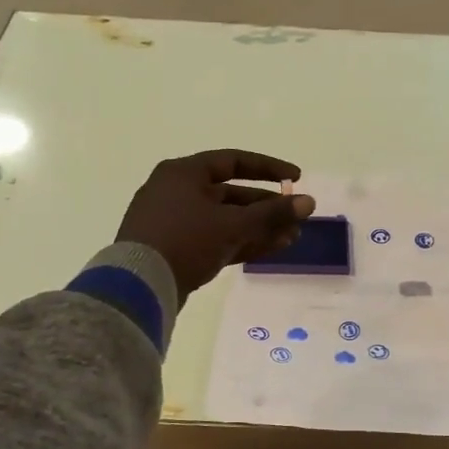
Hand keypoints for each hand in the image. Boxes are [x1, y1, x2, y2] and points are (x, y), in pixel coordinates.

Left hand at [116, 150, 315, 300]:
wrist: (139, 287)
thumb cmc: (185, 241)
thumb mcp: (232, 224)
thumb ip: (272, 214)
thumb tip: (309, 202)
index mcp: (184, 173)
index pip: (234, 161)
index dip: (269, 168)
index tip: (296, 179)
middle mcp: (177, 192)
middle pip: (231, 194)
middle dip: (267, 207)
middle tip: (296, 217)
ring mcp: (175, 222)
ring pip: (225, 220)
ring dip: (258, 228)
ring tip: (292, 237)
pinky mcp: (176, 249)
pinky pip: (215, 239)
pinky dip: (241, 242)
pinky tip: (271, 249)